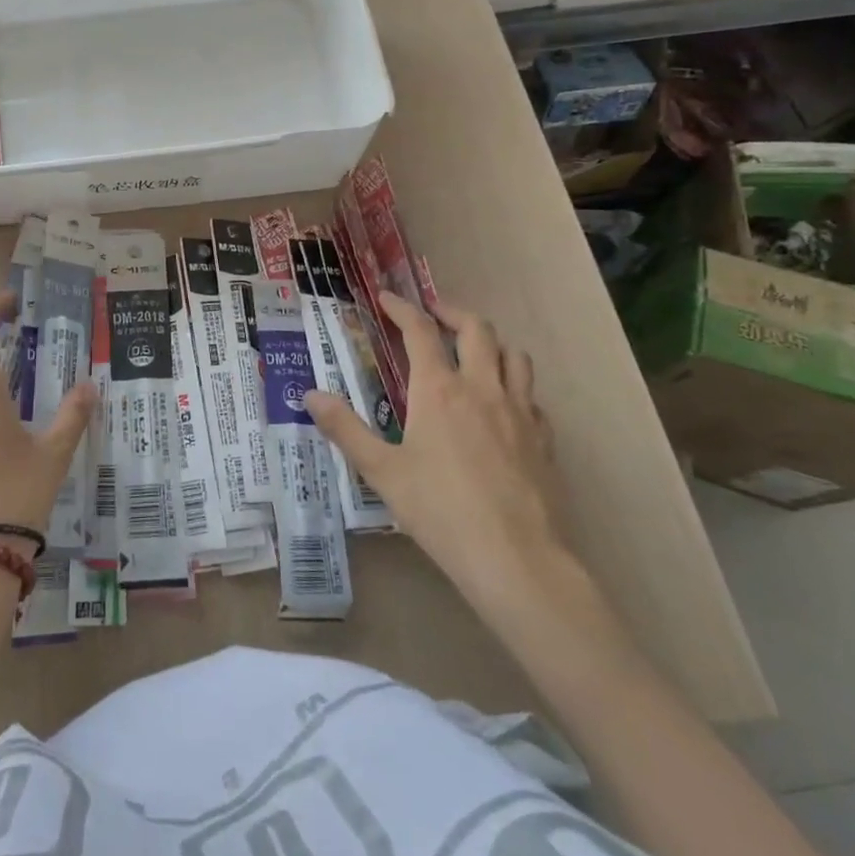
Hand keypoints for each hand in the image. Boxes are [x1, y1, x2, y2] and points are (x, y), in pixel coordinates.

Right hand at [305, 291, 571, 604]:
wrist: (516, 559)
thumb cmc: (439, 510)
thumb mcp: (381, 471)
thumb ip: (345, 429)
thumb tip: (311, 395)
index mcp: (438, 389)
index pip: (419, 330)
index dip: (401, 307)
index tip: (386, 297)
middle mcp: (482, 388)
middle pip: (476, 329)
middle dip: (452, 312)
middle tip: (433, 314)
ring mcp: (520, 411)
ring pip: (513, 355)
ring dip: (491, 342)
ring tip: (474, 350)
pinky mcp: (544, 439)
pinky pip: (531, 394)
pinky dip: (514, 384)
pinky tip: (504, 405)